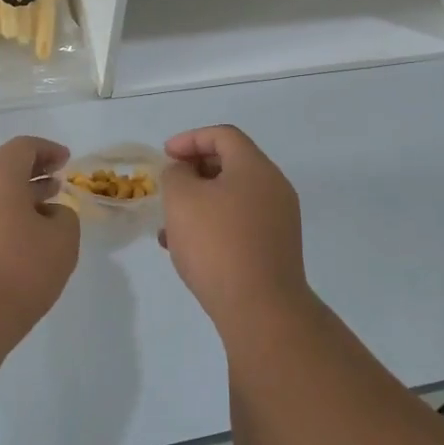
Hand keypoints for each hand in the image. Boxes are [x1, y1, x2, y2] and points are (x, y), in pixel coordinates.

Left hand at [0, 136, 80, 342]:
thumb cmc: (15, 273)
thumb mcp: (61, 243)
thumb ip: (64, 217)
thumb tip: (48, 213)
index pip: (24, 147)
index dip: (48, 151)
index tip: (66, 160)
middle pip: (1, 169)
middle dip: (30, 176)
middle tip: (54, 187)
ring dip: (12, 201)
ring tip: (36, 218)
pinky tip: (9, 246)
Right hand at [159, 125, 306, 323]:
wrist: (260, 309)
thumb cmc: (217, 244)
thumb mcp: (182, 199)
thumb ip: (175, 175)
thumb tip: (183, 173)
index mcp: (255, 167)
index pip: (223, 135)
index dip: (190, 139)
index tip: (164, 156)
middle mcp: (273, 187)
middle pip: (231, 164)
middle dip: (193, 172)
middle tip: (168, 188)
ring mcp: (278, 220)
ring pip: (232, 197)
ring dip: (200, 203)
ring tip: (169, 224)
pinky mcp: (275, 248)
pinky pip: (240, 224)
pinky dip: (213, 225)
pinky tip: (187, 249)